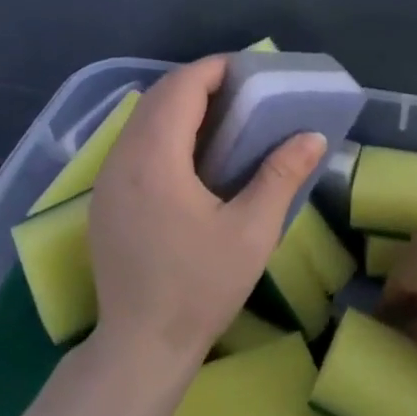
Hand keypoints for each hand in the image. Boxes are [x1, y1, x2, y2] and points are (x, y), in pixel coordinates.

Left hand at [89, 56, 325, 370]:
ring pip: (140, 120)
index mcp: (155, 159)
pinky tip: (190, 155)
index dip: (214, 69)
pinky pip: (132, 144)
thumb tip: (312, 136)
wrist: (141, 345)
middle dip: (198, 83)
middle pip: (156, 97)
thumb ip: (280, 175)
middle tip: (241, 91)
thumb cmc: (200, 287)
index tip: (248, 71)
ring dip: (178, 106)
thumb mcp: (252, 232)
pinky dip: (162, 131)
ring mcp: (106, 180)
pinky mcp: (104, 200)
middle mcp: (122, 159)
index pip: (181, 89)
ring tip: (222, 117)